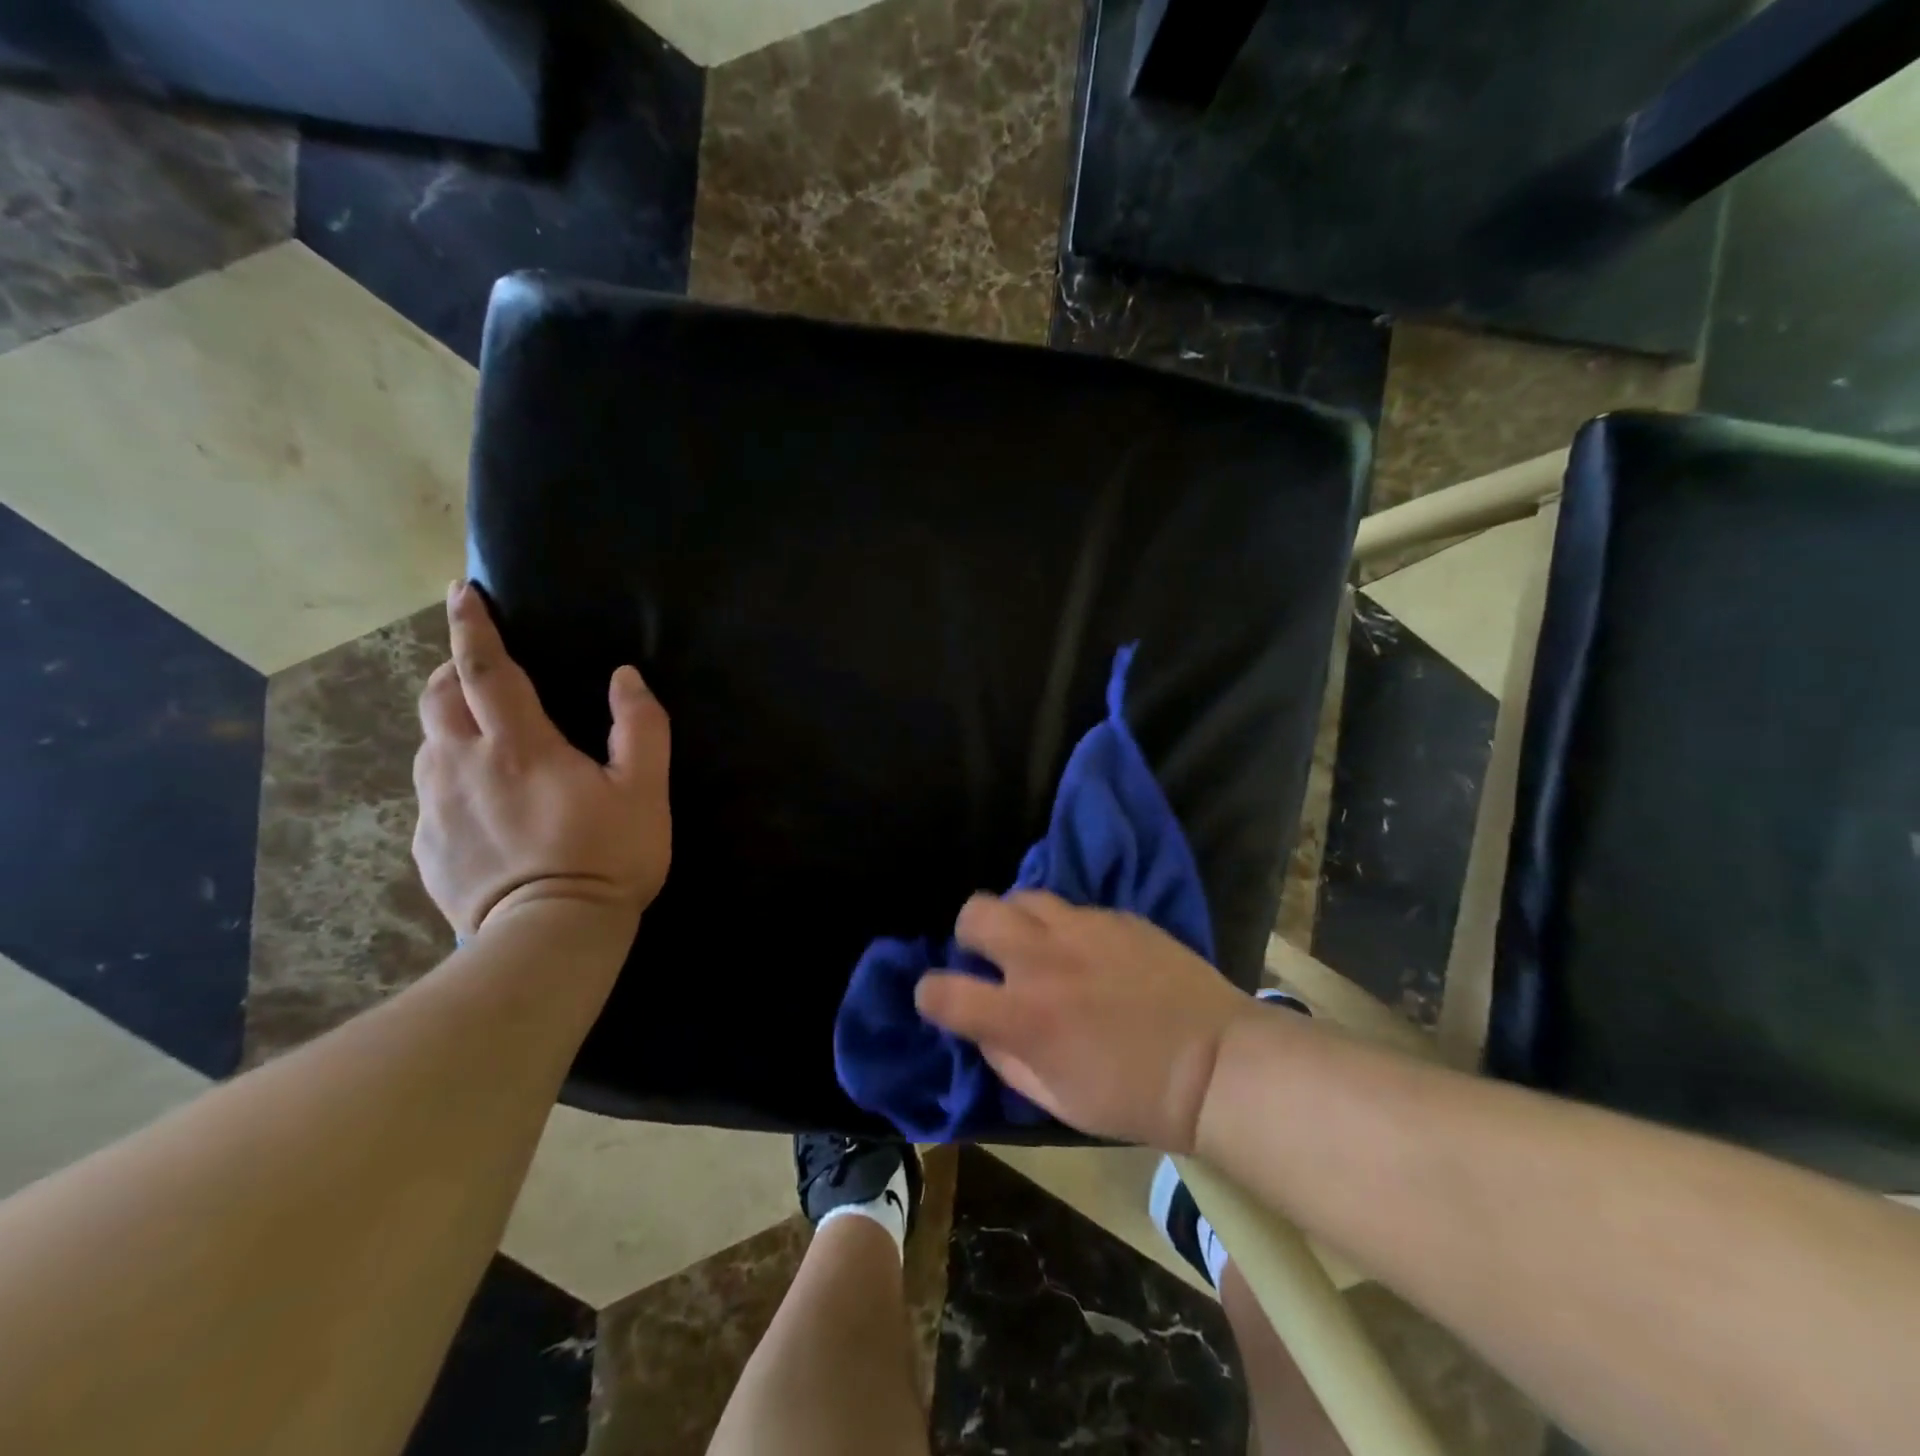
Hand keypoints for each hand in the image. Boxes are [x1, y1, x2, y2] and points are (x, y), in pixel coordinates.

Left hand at [412, 581, 671, 939]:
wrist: (548, 938)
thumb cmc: (606, 858)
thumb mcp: (645, 791)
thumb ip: (640, 727)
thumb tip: (625, 678)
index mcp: (518, 746)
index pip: (484, 668)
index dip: (472, 626)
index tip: (462, 593)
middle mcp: (462, 765)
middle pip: (438, 698)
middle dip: (452, 670)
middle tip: (478, 670)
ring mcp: (436, 808)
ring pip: (428, 744)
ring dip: (450, 725)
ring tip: (483, 737)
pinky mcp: (427, 847)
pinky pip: (431, 794)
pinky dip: (451, 778)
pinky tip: (484, 806)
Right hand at [914, 891, 1257, 1151]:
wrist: (1218, 1064)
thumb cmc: (1135, 1098)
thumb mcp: (1058, 1102)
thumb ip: (1007, 1061)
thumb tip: (984, 1029)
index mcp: (1023, 1016)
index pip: (942, 991)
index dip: (929, 994)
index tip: (941, 1000)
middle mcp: (1043, 960)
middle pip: (976, 913)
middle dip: (970, 934)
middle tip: (992, 959)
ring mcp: (1082, 929)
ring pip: (1022, 896)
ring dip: (1017, 921)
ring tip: (1039, 946)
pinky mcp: (1116, 916)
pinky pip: (1072, 906)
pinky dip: (1065, 926)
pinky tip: (1090, 951)